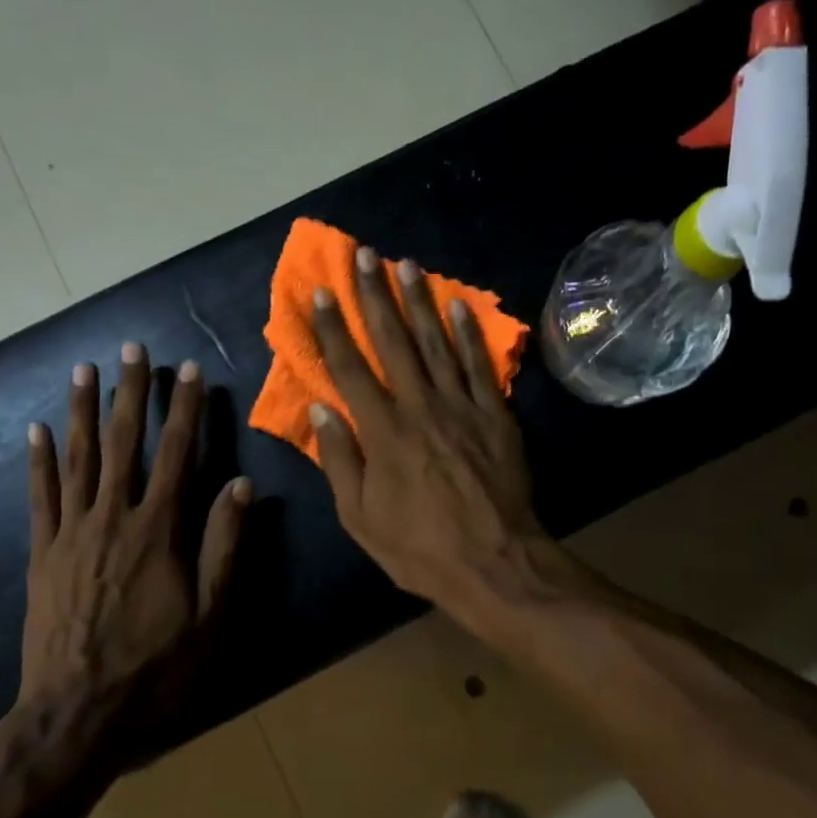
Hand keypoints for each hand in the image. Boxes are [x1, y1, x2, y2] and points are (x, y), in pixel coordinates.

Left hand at [22, 345, 249, 723]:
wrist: (76, 713)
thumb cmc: (156, 666)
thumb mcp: (210, 613)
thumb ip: (225, 545)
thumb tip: (241, 484)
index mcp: (159, 530)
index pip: (176, 455)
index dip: (184, 410)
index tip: (188, 370)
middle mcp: (113, 518)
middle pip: (124, 443)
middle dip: (131, 393)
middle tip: (132, 348)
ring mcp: (71, 533)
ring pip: (79, 459)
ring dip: (83, 410)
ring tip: (84, 370)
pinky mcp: (41, 554)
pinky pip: (40, 496)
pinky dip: (39, 460)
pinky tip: (38, 429)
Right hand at [308, 246, 561, 619]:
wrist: (494, 562)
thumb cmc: (419, 548)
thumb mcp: (360, 518)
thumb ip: (340, 461)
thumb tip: (320, 410)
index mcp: (383, 432)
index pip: (350, 369)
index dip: (333, 328)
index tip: (322, 292)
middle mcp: (420, 407)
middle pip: (393, 342)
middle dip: (376, 296)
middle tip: (365, 255)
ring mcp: (462, 407)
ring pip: (437, 343)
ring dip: (420, 302)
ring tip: (407, 265)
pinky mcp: (496, 415)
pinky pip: (480, 366)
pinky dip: (469, 333)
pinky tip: (459, 305)